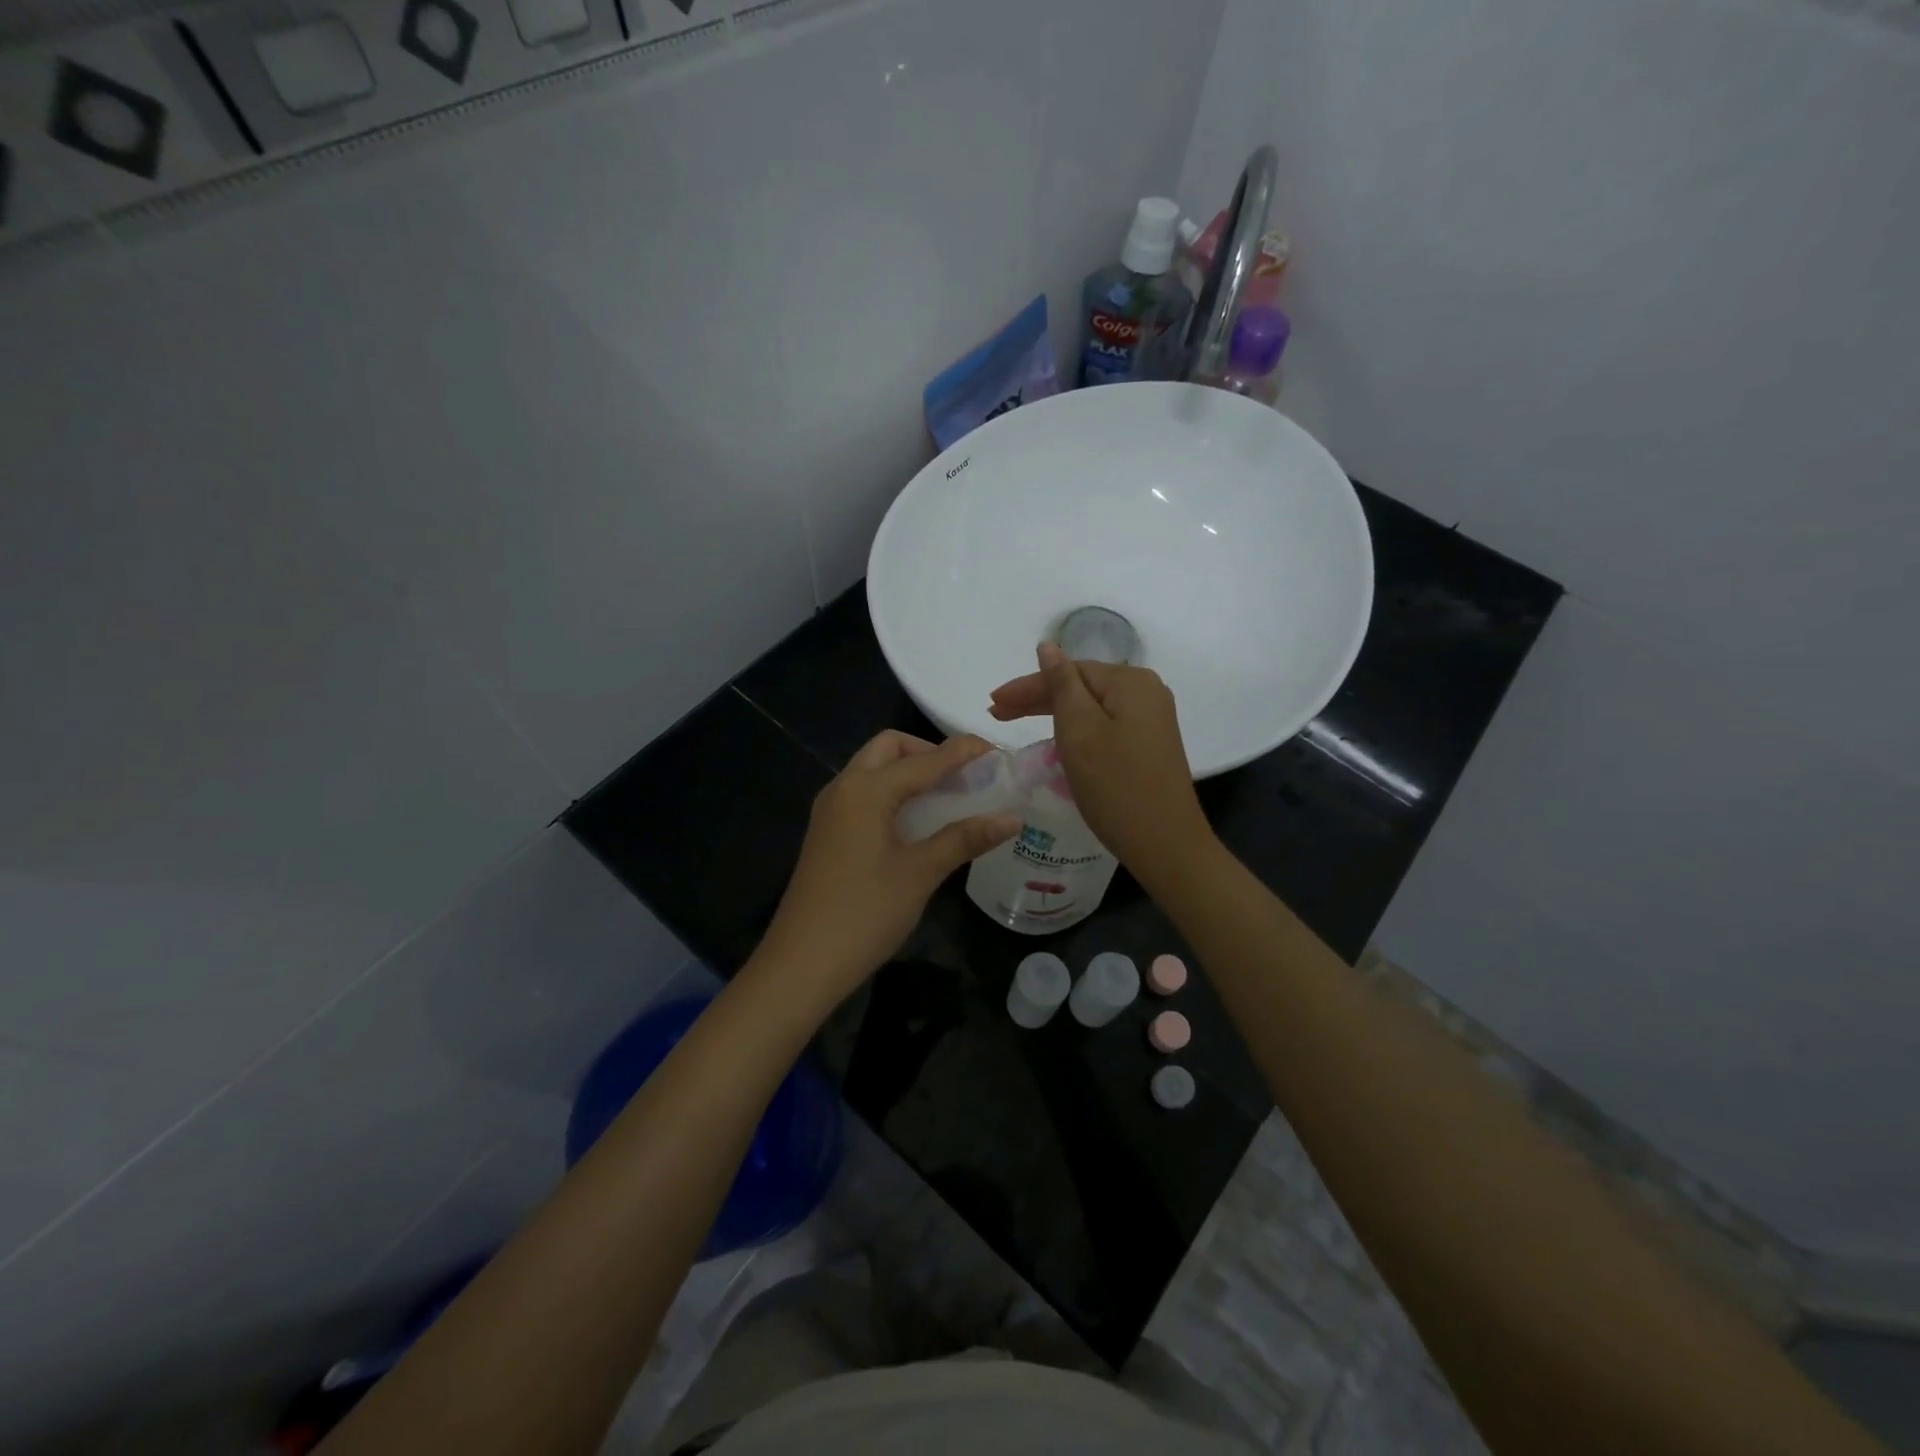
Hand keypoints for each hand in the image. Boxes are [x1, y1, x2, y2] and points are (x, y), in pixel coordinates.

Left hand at [752, 731, 1019, 1012]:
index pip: (923, 760)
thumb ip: (964, 839)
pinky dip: (893, 791)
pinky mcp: (827, 832)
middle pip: (889, 748)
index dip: (962, 752)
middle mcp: (843, 788)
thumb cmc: (865, 914)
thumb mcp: (920, 874)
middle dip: (928, 752)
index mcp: (865, 790)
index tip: (996, 750)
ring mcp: (830, 811)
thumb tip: (1011, 818)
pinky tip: (916, 820)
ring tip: (947, 795)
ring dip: (909, 770)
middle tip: (963, 775)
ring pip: (872, 769)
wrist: (801, 963)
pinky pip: (863, 793)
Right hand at [989, 643, 1213, 886]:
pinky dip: (1076, 730)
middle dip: (1037, 698)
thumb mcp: (1079, 730)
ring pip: (1092, 707)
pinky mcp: (1150, 744)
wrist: (1165, 843)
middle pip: (1081, 686)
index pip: (1068, 671)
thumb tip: (1048, 646)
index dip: (1027, 685)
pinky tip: (1055, 738)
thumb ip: (1061, 685)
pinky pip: (1105, 725)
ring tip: (1015, 723)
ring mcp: (1151, 720)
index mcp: (1130, 681)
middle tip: (996, 712)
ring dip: (1053, 713)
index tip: (992, 702)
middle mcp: (1146, 692)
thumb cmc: (1115, 785)